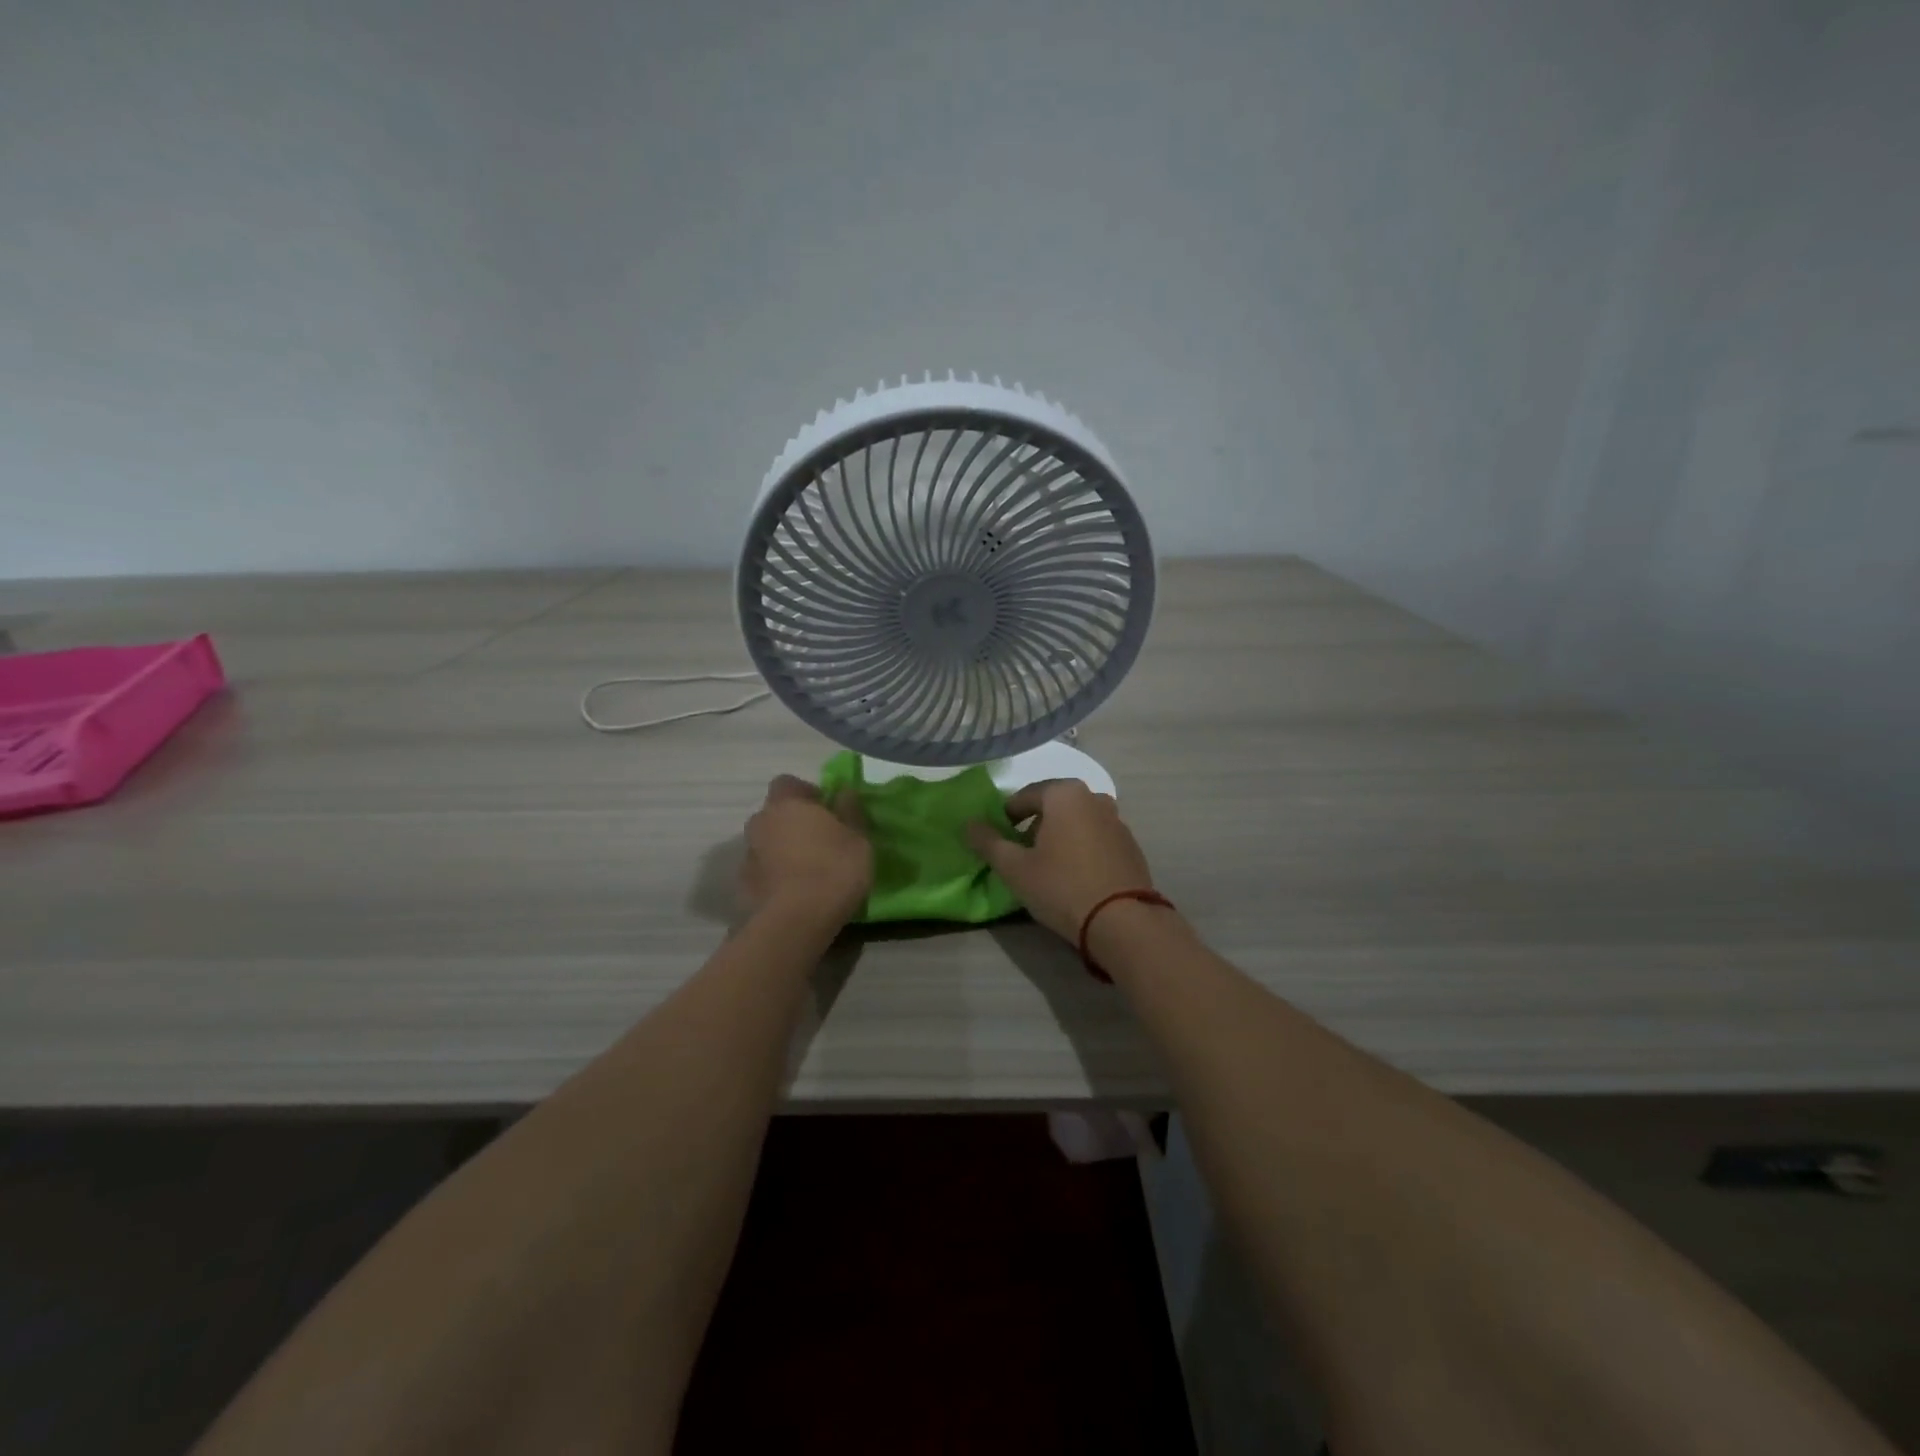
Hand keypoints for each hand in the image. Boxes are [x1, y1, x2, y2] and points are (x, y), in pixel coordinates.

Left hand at [740, 775, 871, 923]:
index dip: (806, 794)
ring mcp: (748, 855)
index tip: (826, 810)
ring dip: (782, 850)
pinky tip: (794, 893)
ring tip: (807, 871)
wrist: (795, 922)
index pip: (787, 783)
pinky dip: (774, 876)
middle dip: (792, 823)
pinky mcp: (743, 886)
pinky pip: (762, 871)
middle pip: (775, 814)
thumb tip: (843, 792)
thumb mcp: (858, 838)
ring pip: (766, 843)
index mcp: (787, 804)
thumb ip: (850, 811)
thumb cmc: (833, 869)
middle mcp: (761, 822)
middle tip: (819, 841)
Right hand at [965, 780, 1155, 942]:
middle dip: (1034, 824)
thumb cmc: (1061, 887)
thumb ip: (988, 842)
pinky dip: (1081, 848)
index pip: (1025, 796)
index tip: (998, 839)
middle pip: (1053, 806)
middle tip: (1020, 853)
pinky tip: (1075, 875)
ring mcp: (1117, 821)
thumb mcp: (1015, 868)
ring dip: (1059, 836)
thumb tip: (968, 825)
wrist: (1122, 921)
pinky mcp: (1130, 845)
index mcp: (1065, 794)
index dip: (1007, 816)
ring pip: (1077, 821)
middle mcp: (1094, 797)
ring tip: (1047, 866)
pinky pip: (1096, 838)